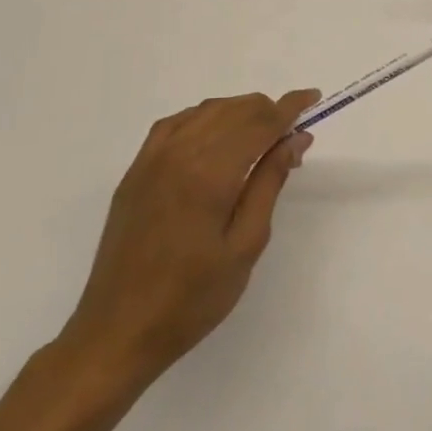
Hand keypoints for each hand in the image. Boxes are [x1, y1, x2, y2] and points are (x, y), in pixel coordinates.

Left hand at [57, 90, 319, 393]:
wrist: (117, 333)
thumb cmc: (192, 297)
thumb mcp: (246, 244)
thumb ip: (270, 183)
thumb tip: (295, 139)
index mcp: (210, 175)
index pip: (259, 123)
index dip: (290, 107)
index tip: (313, 97)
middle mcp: (179, 156)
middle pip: (234, 111)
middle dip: (268, 111)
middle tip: (292, 136)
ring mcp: (151, 162)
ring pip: (205, 112)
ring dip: (239, 112)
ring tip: (262, 135)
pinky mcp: (135, 173)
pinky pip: (174, 124)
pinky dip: (204, 118)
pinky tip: (217, 134)